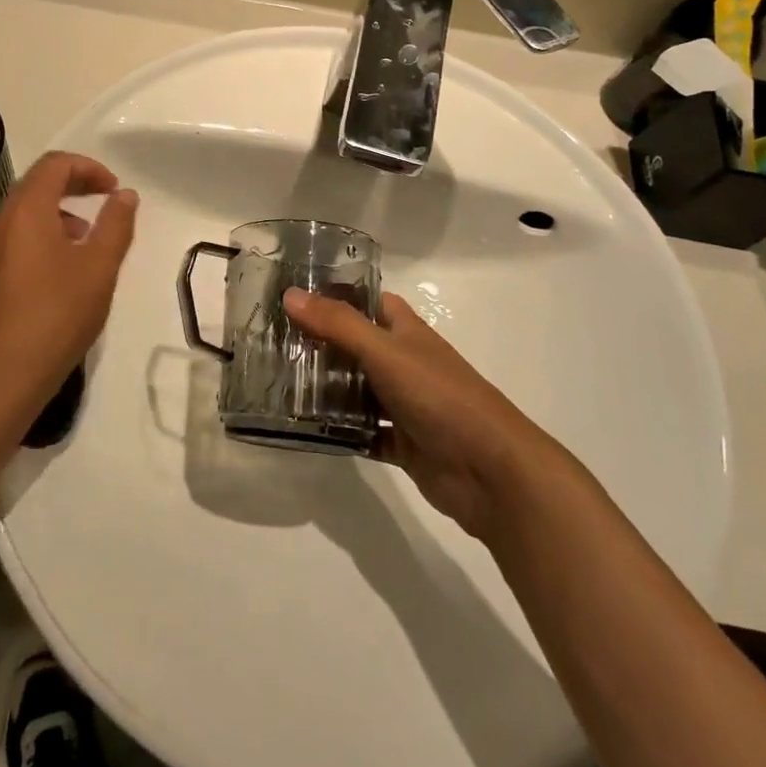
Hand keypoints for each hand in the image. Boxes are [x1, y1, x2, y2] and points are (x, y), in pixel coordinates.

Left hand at [0, 152, 138, 425]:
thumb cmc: (55, 316)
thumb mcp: (99, 269)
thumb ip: (115, 224)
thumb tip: (125, 194)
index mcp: (24, 208)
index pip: (55, 164)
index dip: (89, 168)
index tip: (113, 190)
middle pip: (35, 186)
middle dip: (72, 190)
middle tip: (102, 209)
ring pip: (19, 215)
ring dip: (53, 217)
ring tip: (81, 247)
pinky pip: (6, 240)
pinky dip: (32, 240)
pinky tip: (50, 276)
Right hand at [282, 289, 558, 540]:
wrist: (491, 472)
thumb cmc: (440, 396)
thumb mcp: (384, 352)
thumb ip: (337, 324)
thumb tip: (290, 294)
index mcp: (407, 333)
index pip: (371, 302)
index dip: (338, 296)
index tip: (296, 296)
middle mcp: (405, 364)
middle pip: (358, 347)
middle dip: (322, 344)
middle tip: (274, 343)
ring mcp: (406, 405)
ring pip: (359, 391)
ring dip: (328, 389)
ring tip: (280, 385)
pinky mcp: (404, 444)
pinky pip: (365, 433)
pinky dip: (342, 431)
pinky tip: (309, 429)